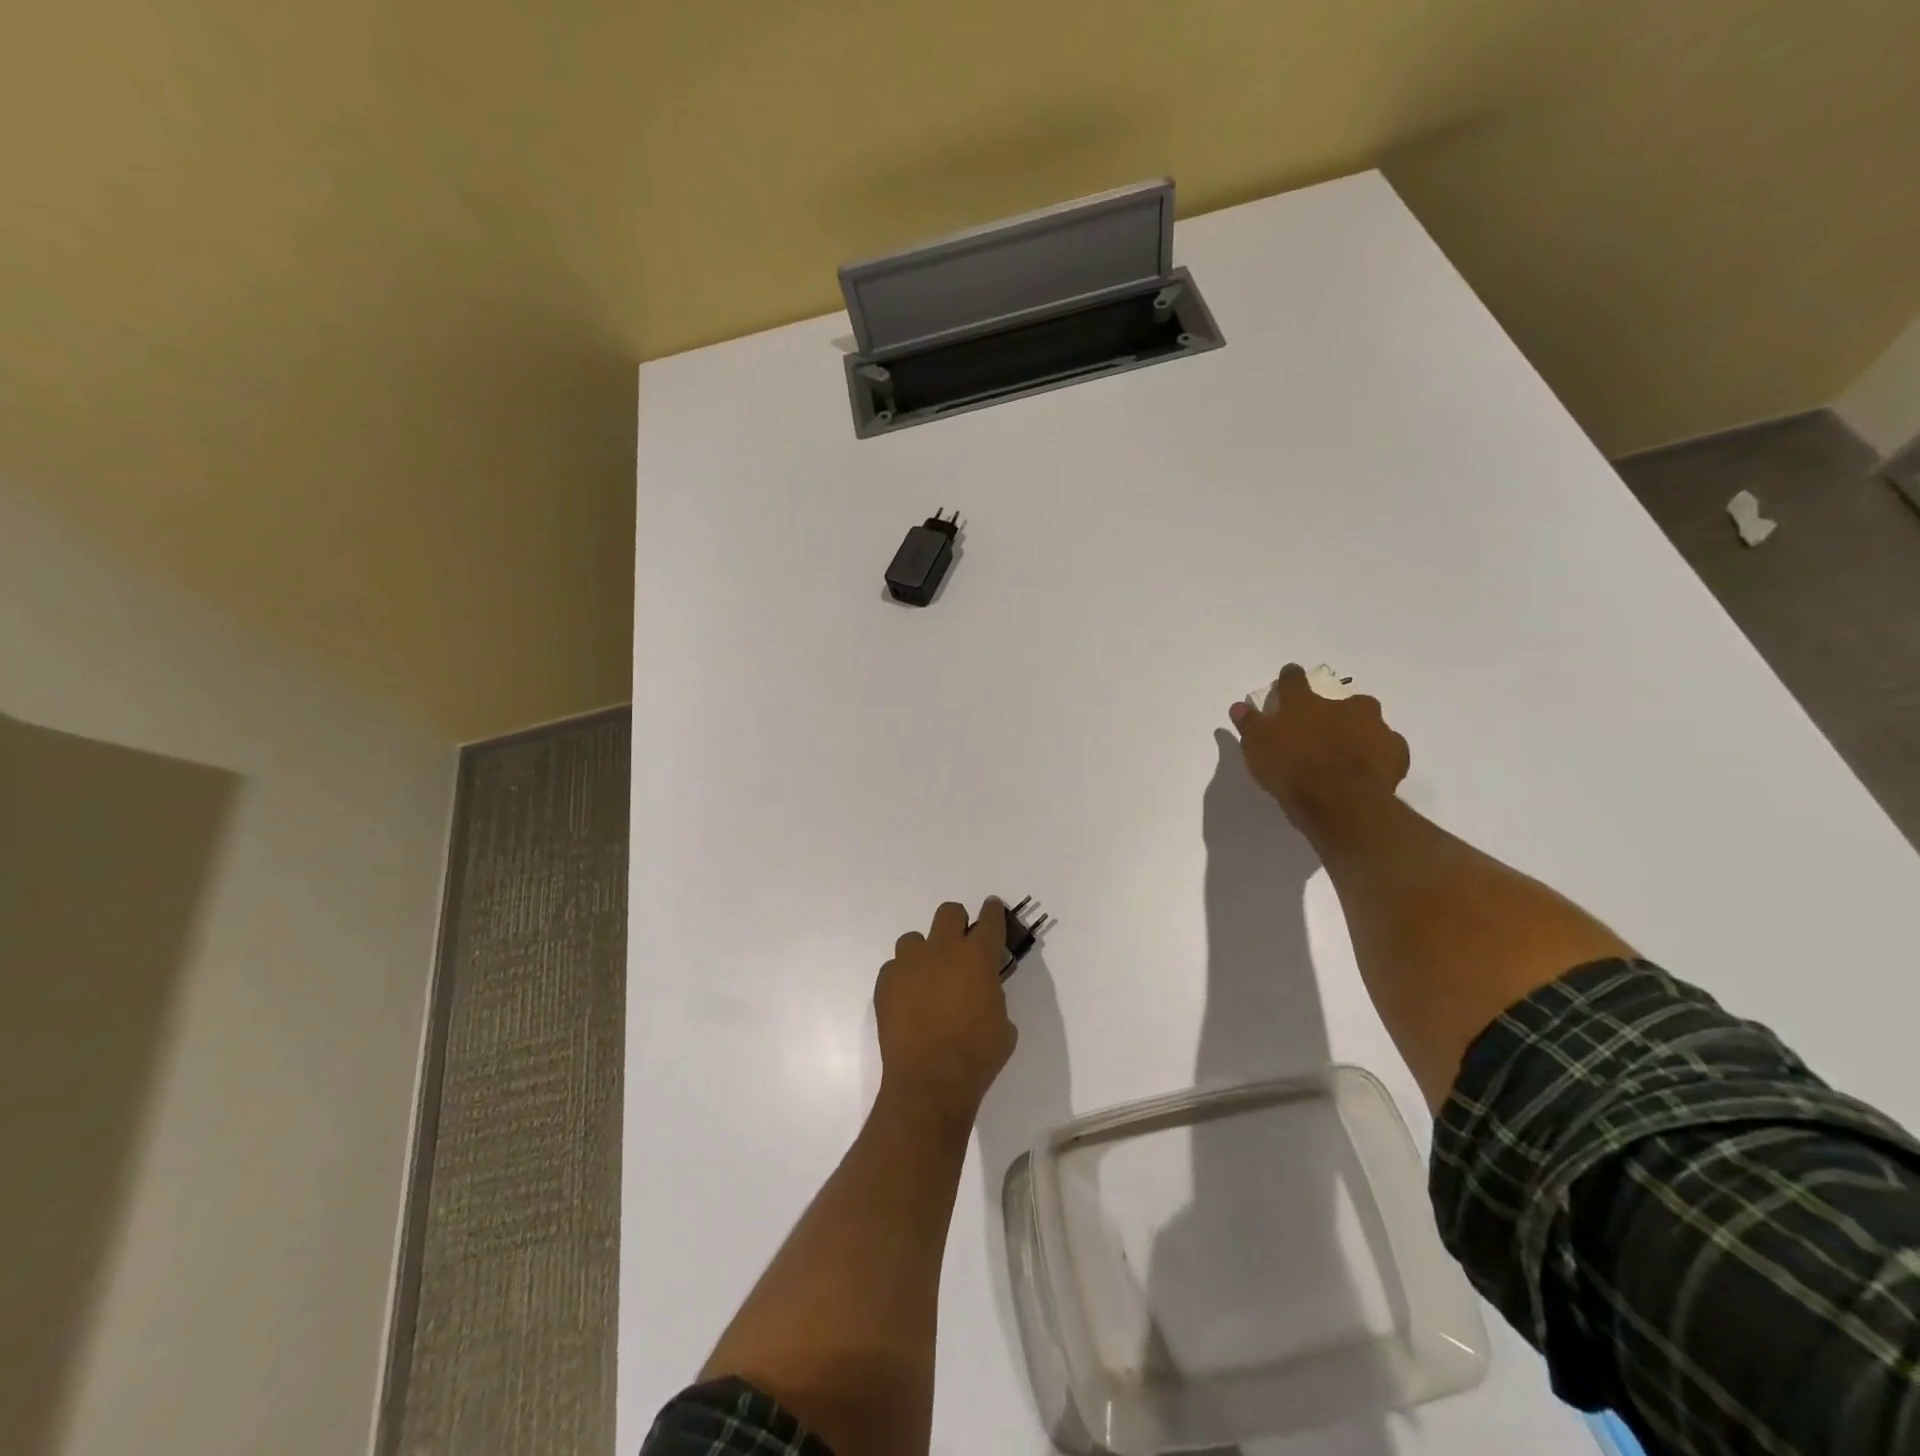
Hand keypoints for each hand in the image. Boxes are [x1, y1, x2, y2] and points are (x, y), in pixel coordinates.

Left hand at [873, 899, 1016, 1125]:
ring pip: (914, 939)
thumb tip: (983, 990)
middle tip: (960, 945)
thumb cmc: (977, 1055)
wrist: (930, 1081)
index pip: (990, 919)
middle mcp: (942, 949)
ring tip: (928, 978)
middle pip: (948, 912)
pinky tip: (908, 1000)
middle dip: (957, 923)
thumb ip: (994, 995)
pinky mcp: (885, 982)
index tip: (993, 908)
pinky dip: (903, 978)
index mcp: (977, 956)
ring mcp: (909, 963)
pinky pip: (894, 967)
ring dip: (925, 952)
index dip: (993, 911)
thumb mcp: (1003, 1023)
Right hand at [1229, 664, 1409, 832]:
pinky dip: (1378, 755)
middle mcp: (1343, 706)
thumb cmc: (1291, 770)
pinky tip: (1367, 769)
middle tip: (1322, 730)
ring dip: (1358, 732)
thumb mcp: (1256, 747)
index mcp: (1305, 703)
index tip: (1287, 677)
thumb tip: (1239, 706)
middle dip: (1333, 711)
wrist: (1341, 802)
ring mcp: (1375, 727)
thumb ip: (1249, 724)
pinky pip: (1386, 748)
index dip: (1288, 678)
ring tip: (1346, 754)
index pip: (1293, 680)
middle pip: (1340, 701)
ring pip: (1367, 723)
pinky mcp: (1396, 752)